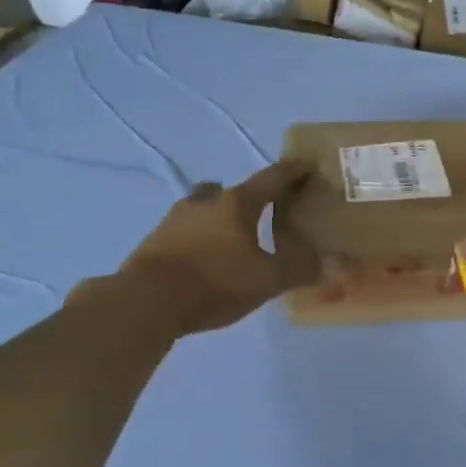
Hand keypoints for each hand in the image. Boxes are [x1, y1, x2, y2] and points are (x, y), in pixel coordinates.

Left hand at [110, 160, 320, 335]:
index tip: (307, 164)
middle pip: (230, 191)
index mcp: (236, 204)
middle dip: (249, 198)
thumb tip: (320, 261)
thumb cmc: (214, 282)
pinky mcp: (153, 242)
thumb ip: (297, 268)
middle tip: (264, 212)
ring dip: (220, 218)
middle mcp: (204, 203)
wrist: (145, 302)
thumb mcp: (267, 280)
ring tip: (233, 242)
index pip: (272, 179)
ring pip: (203, 209)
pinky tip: (206, 262)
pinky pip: (185, 232)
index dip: (293, 171)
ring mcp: (173, 220)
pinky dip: (200, 240)